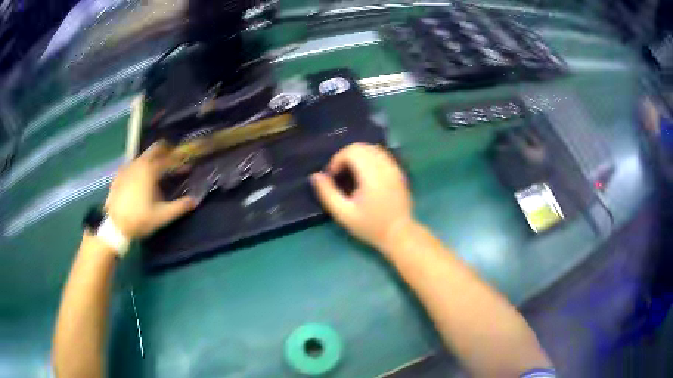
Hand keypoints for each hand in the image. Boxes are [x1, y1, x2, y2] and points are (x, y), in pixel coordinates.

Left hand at [105, 142, 195, 239]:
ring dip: (152, 159)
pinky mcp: (118, 176)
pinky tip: (139, 178)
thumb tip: (194, 200)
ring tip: (157, 170)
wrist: (114, 226)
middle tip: (172, 159)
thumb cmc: (140, 219)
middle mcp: (138, 164)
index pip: (169, 159)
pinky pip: (132, 166)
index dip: (180, 161)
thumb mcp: (162, 216)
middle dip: (165, 152)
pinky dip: (139, 167)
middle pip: (154, 150)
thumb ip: (180, 207)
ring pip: (142, 157)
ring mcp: (126, 168)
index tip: (187, 165)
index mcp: (150, 171)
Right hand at [311, 143, 413, 249]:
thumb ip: (327, 193)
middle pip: (362, 146)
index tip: (332, 176)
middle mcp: (384, 166)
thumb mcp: (344, 214)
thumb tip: (316, 176)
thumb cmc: (370, 226)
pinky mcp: (399, 172)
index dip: (337, 159)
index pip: (352, 151)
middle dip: (346, 156)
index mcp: (371, 175)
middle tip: (340, 174)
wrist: (399, 234)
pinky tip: (366, 175)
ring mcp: (394, 168)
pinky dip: (370, 158)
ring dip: (358, 156)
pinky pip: (382, 155)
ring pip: (373, 148)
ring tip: (351, 173)